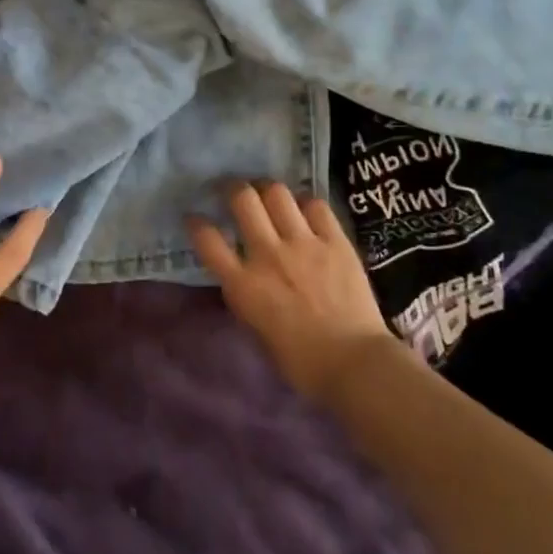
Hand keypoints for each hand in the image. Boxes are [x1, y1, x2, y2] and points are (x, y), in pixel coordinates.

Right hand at [187, 181, 397, 400]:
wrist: (356, 365)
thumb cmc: (301, 362)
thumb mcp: (257, 329)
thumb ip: (245, 296)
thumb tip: (241, 275)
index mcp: (243, 285)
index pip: (207, 239)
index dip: (196, 223)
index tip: (196, 218)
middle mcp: (268, 255)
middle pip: (242, 199)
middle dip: (233, 189)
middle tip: (234, 192)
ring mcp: (303, 243)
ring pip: (277, 193)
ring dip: (267, 190)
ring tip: (268, 195)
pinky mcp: (335, 241)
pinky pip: (316, 205)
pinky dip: (305, 204)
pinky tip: (305, 212)